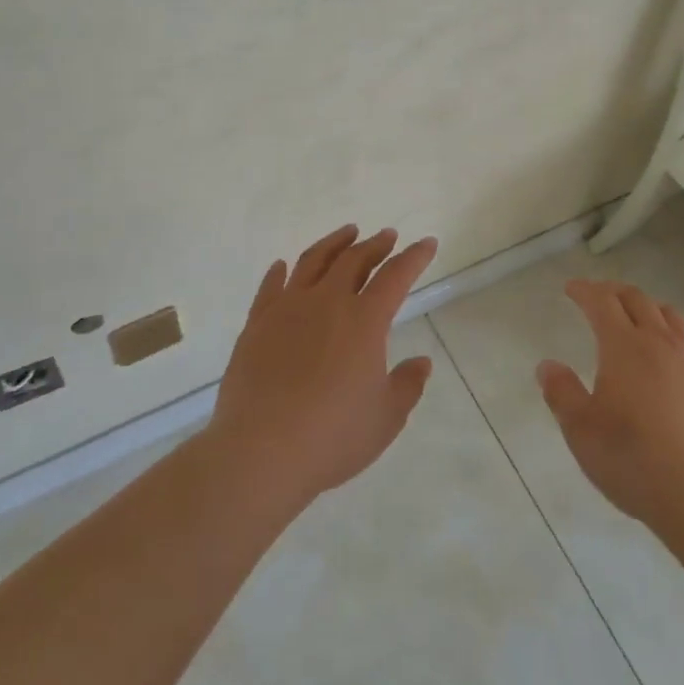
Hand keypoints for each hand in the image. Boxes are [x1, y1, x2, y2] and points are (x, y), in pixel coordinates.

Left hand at [208, 225, 437, 513]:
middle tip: (386, 236)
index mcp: (364, 320)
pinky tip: (283, 266)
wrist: (261, 451)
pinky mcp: (257, 324)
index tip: (426, 243)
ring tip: (346, 233)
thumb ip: (407, 385)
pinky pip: (270, 287)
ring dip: (334, 243)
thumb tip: (422, 362)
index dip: (414, 257)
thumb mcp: (385, 418)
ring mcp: (288, 309)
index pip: (396, 276)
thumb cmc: (332, 436)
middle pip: (354, 259)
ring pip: (313, 261)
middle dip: (375, 244)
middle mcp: (327, 302)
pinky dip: (280, 272)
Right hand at [537, 280, 683, 527]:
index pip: (601, 301)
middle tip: (598, 295)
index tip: (571, 288)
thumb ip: (561, 392)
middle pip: (636, 299)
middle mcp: (659, 342)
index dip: (584, 290)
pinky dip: (670, 334)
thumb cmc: (632, 458)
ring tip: (635, 317)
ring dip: (646, 306)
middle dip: (613, 291)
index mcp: (623, 345)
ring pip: (669, 315)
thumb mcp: (581, 430)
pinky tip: (665, 358)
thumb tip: (547, 366)